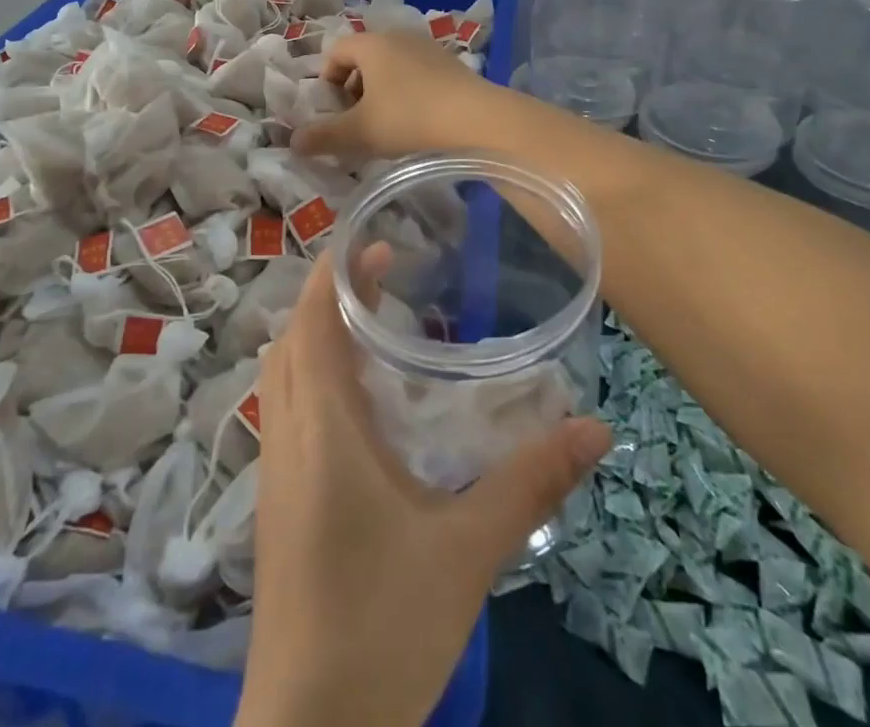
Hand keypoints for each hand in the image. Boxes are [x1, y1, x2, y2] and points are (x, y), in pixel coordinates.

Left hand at [236, 253, 610, 726]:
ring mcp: (274, 468)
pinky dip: (312, 375)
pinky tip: (355, 402)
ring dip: (317, 334)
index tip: (377, 243)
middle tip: (386, 276)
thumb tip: (596, 429)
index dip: (337, 272)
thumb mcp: (467, 552)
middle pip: (292, 337)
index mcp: (321, 427)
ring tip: (371, 324)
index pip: (311, 321)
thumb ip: (529, 484)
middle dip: (331, 294)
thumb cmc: (384, 627)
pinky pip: (284, 408)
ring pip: (282, 372)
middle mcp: (286, 433)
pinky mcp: (275, 500)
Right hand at [292, 31, 498, 161]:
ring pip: (391, 66)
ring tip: (386, 124)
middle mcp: (399, 36)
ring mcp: (428, 48)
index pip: (336, 51)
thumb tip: (294, 141)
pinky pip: (416, 73)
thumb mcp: (360, 132)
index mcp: (372, 44)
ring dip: (381, 91)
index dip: (326, 81)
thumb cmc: (410, 118)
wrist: (478, 119)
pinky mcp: (452, 64)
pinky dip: (407, 92)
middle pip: (364, 57)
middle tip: (357, 120)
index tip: (332, 111)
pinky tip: (417, 121)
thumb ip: (323, 136)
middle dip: (353, 88)